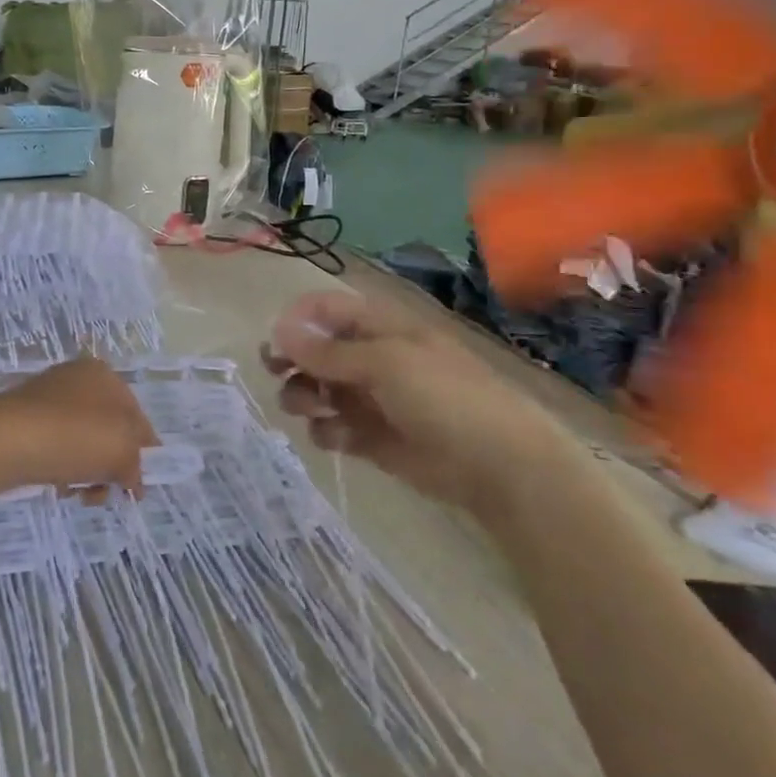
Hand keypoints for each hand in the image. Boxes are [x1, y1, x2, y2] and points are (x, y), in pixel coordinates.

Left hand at [0, 356, 158, 500]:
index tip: (139, 487)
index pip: (138, 417)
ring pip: (83, 444)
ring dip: (88, 473)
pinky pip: (56, 448)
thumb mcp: (121, 451)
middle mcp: (77, 379)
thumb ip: (137, 463)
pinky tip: (56, 485)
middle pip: (109, 432)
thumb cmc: (71, 437)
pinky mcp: (24, 421)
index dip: (144, 453)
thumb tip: (133, 479)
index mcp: (104, 375)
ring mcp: (47, 399)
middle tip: (106, 493)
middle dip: (112, 467)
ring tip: (76, 493)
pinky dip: (63, 468)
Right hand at [264, 289, 570, 522]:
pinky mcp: (371, 437)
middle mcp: (370, 358)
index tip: (275, 342)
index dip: (297, 321)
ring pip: (317, 389)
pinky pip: (332, 427)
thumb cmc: (445, 398)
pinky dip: (325, 430)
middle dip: (292, 360)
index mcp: (379, 328)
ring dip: (303, 396)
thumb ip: (328, 351)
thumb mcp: (385, 364)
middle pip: (315, 350)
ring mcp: (371, 399)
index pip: (326, 310)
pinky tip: (335, 437)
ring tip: (309, 409)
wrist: (500, 466)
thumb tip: (278, 330)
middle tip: (275, 373)